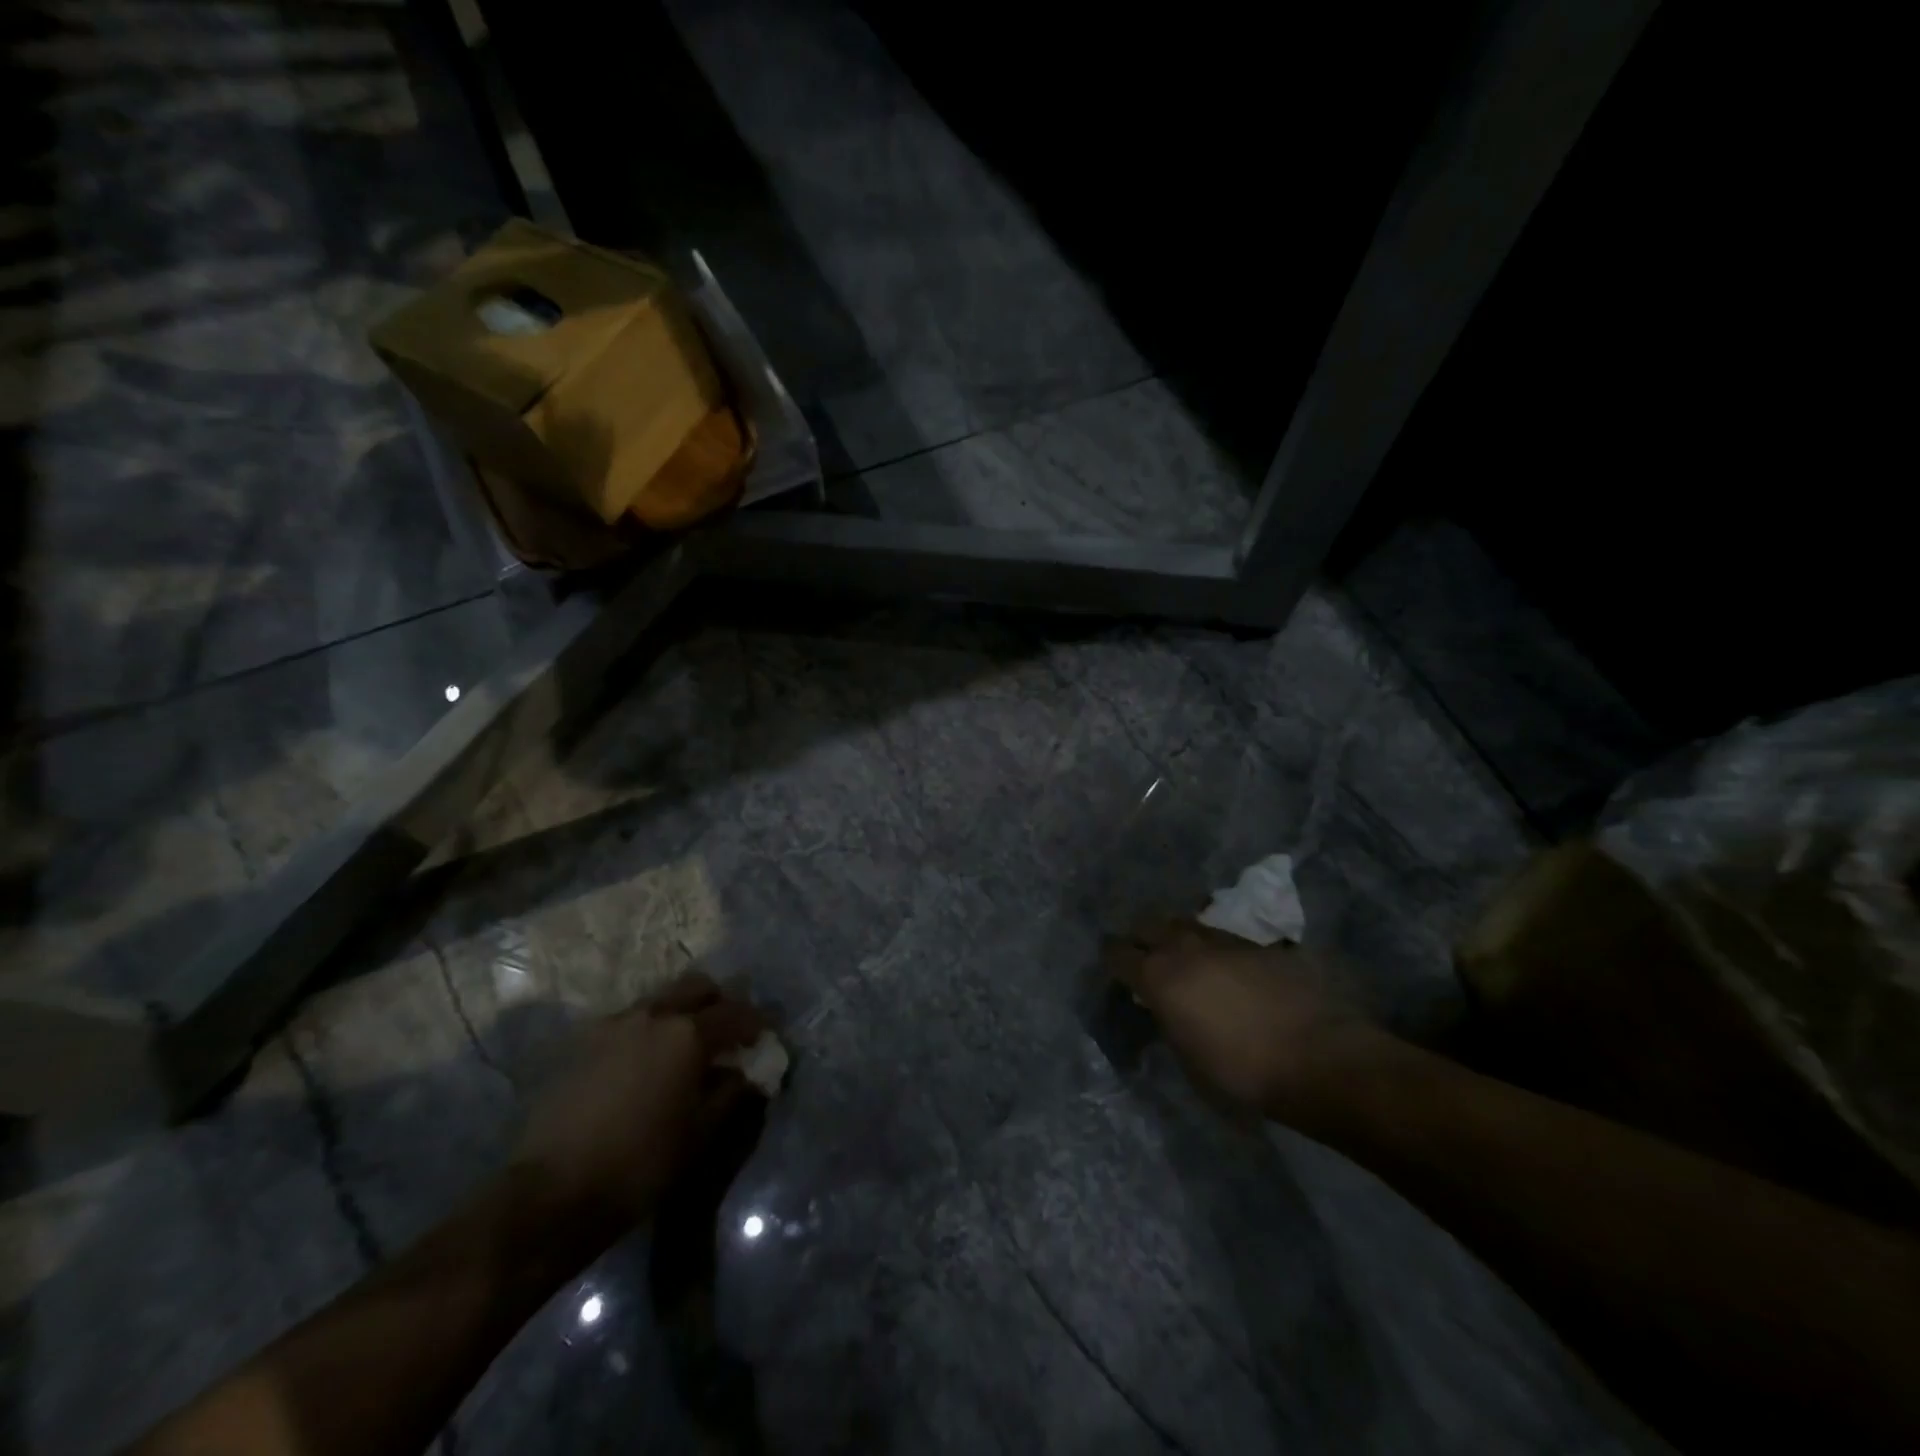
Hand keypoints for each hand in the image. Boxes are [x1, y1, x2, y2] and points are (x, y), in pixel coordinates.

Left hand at [513, 974, 767, 1236]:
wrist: (551, 1192)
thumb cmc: (640, 1164)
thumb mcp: (701, 1134)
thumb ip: (732, 1093)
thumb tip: (748, 1073)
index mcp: (687, 1033)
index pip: (735, 1013)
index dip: (756, 1022)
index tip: (767, 1035)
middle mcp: (652, 1014)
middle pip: (697, 986)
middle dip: (719, 1002)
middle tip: (729, 1032)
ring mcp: (613, 1025)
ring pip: (660, 1000)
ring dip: (681, 1013)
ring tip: (686, 1048)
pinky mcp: (583, 1043)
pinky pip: (629, 1021)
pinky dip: (649, 1030)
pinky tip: (647, 1063)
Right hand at [1103, 919, 1381, 1118]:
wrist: (1317, 1056)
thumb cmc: (1242, 1072)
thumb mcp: (1188, 1057)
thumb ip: (1168, 1022)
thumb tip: (1164, 1008)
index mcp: (1158, 977)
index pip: (1118, 953)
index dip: (1112, 960)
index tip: (1113, 968)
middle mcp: (1185, 948)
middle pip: (1149, 925)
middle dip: (1141, 938)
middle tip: (1144, 955)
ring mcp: (1224, 941)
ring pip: (1187, 925)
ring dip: (1178, 937)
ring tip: (1184, 958)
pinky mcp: (1259, 945)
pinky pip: (1224, 939)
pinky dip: (1216, 950)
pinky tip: (1227, 970)